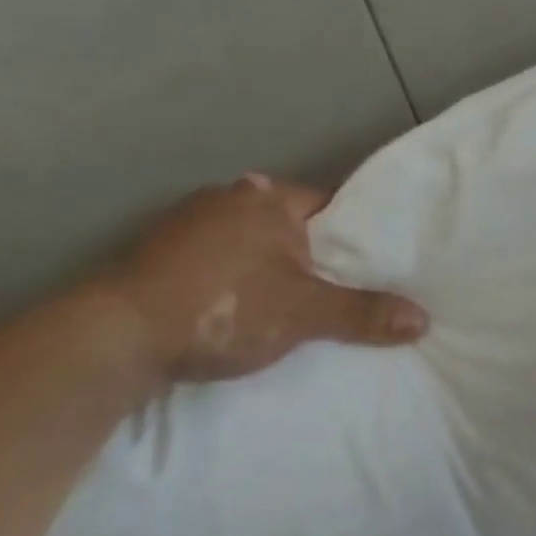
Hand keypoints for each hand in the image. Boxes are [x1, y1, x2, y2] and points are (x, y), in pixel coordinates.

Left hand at [99, 174, 427, 384]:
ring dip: (268, 269)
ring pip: (250, 245)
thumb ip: (363, 313)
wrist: (112, 338)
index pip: (329, 207)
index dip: (353, 238)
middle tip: (337, 291)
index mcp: (266, 197)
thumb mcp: (304, 313)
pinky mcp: (155, 256)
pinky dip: (232, 282)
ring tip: (291, 307)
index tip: (371, 268)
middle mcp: (225, 197)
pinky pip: (215, 263)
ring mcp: (184, 225)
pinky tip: (237, 311)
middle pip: (290, 226)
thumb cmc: (222, 308)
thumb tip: (423, 319)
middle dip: (311, 256)